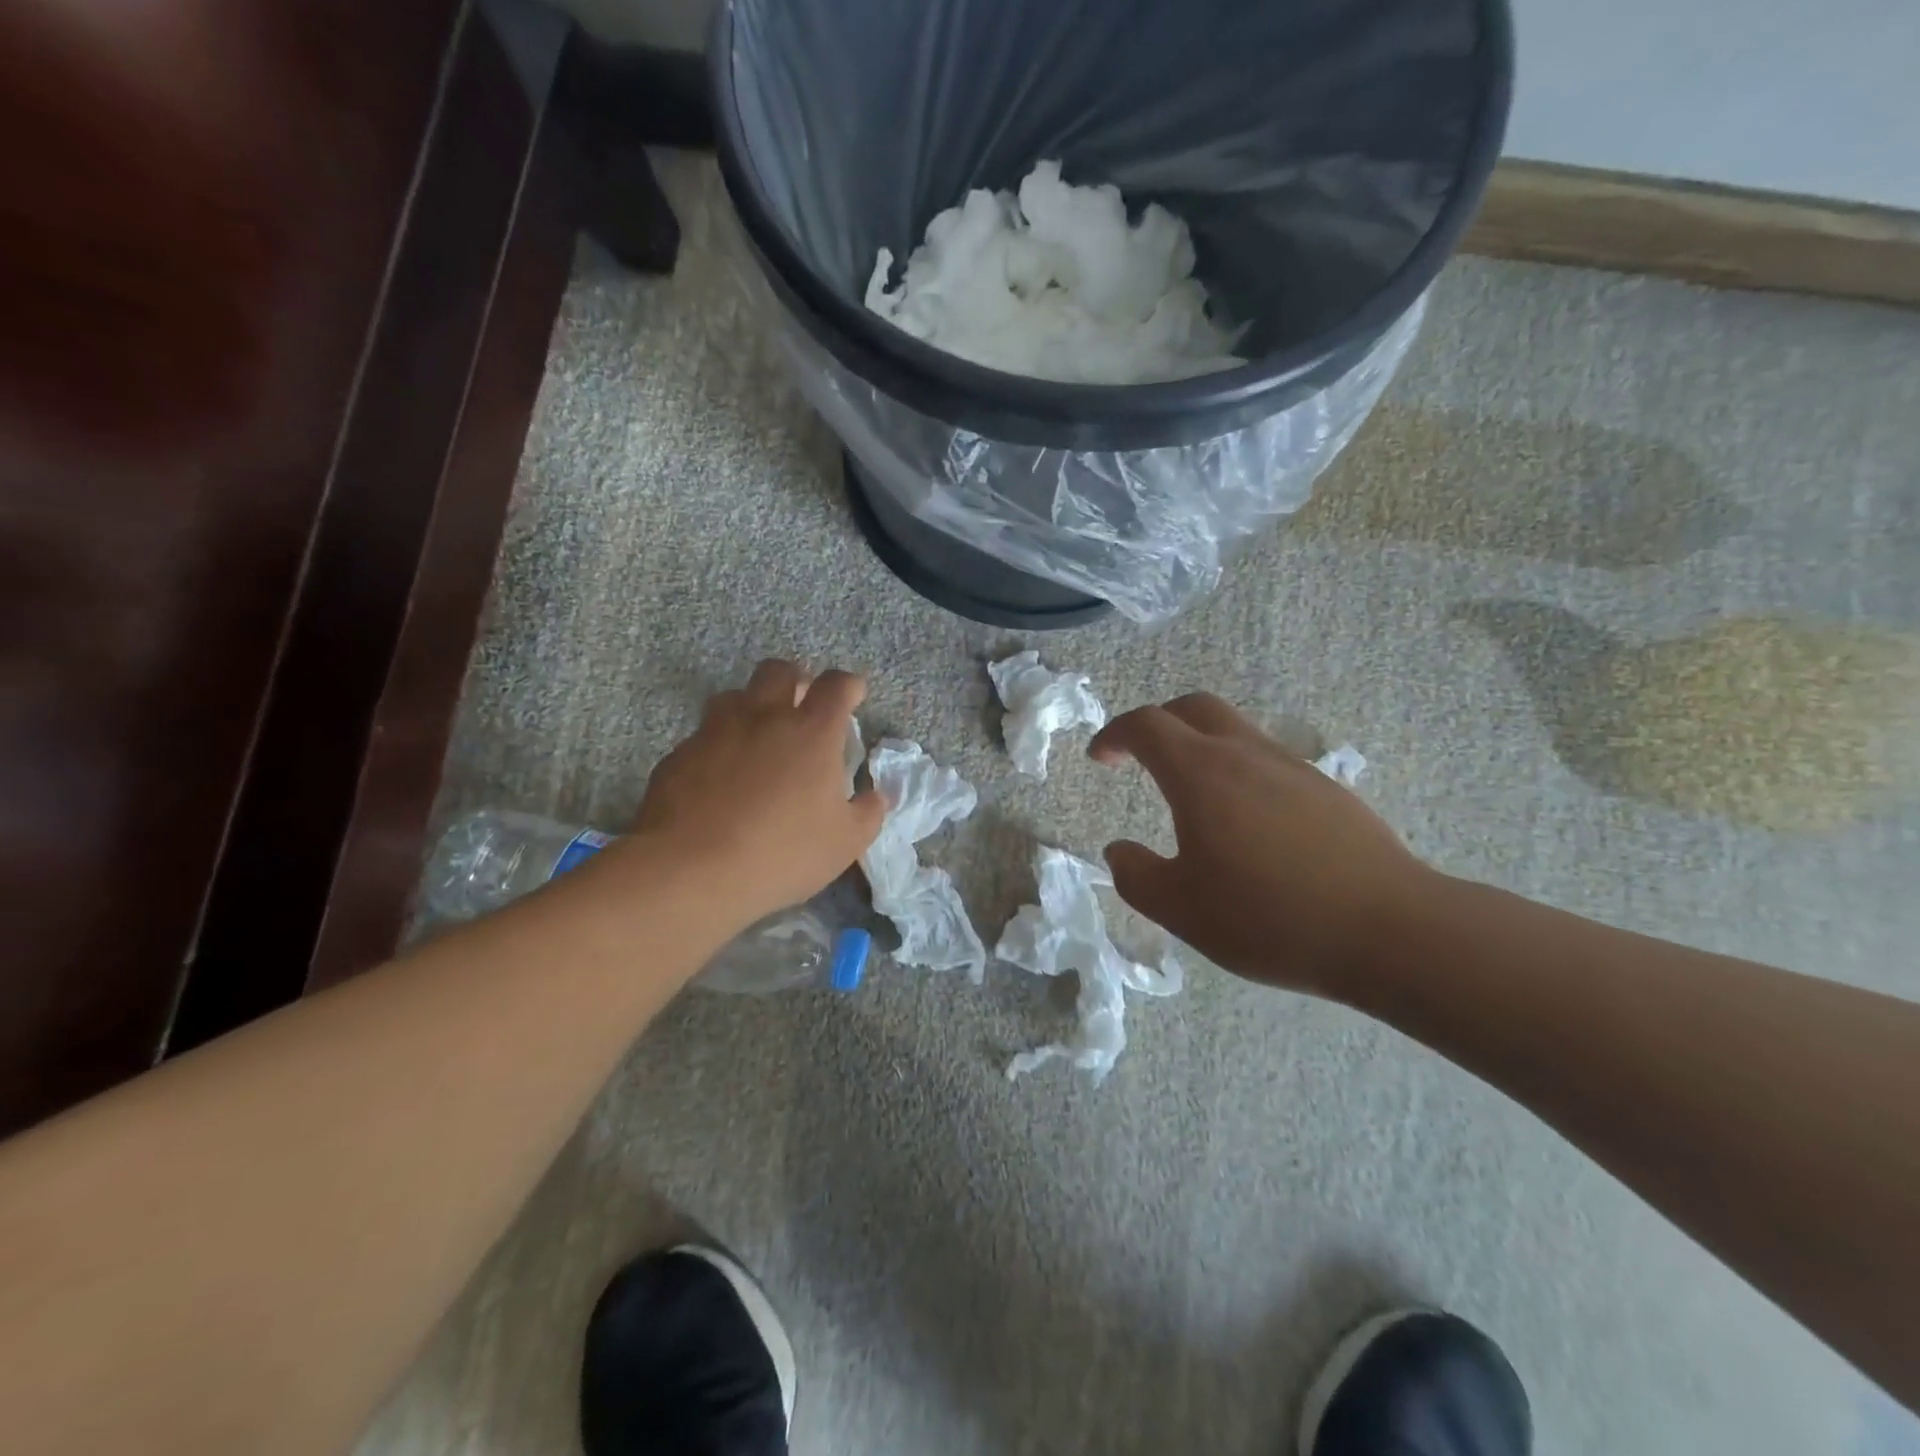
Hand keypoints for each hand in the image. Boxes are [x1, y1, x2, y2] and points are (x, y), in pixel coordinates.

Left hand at [622, 661, 885, 926]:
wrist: (689, 869)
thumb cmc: (781, 853)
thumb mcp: (844, 843)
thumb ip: (867, 813)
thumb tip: (878, 796)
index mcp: (812, 732)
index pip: (836, 685)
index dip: (849, 685)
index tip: (854, 694)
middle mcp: (763, 717)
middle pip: (779, 671)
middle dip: (796, 679)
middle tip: (802, 706)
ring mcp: (715, 731)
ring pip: (735, 695)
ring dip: (753, 706)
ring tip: (759, 737)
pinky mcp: (679, 753)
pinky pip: (704, 735)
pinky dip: (719, 744)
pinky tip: (721, 777)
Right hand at [1088, 693, 1434, 996]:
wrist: (1389, 930)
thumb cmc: (1270, 917)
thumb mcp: (1181, 909)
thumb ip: (1136, 876)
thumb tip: (1118, 852)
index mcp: (1202, 773)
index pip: (1147, 725)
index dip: (1114, 733)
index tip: (1100, 758)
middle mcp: (1246, 755)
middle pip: (1194, 707)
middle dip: (1158, 722)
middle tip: (1140, 755)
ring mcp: (1293, 768)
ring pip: (1236, 731)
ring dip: (1201, 746)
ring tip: (1193, 796)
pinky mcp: (1328, 791)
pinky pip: (1269, 761)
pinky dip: (1239, 771)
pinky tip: (1248, 823)